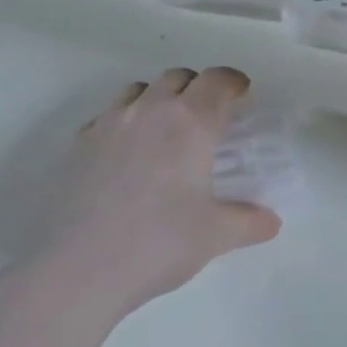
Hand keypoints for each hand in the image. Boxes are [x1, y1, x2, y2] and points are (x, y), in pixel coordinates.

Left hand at [24, 68, 280, 322]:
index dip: (233, 82)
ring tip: (165, 130)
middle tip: (207, 116)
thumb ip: (248, 222)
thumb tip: (272, 221)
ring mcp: (109, 123)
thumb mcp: (214, 236)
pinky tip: (125, 154)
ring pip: (140, 90)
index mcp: (190, 123)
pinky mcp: (79, 144)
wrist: (75, 270)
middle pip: (178, 76)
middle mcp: (151, 110)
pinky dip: (125, 121)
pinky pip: (108, 115)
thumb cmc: (157, 245)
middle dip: (198, 88)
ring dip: (159, 98)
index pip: (218, 80)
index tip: (242, 95)